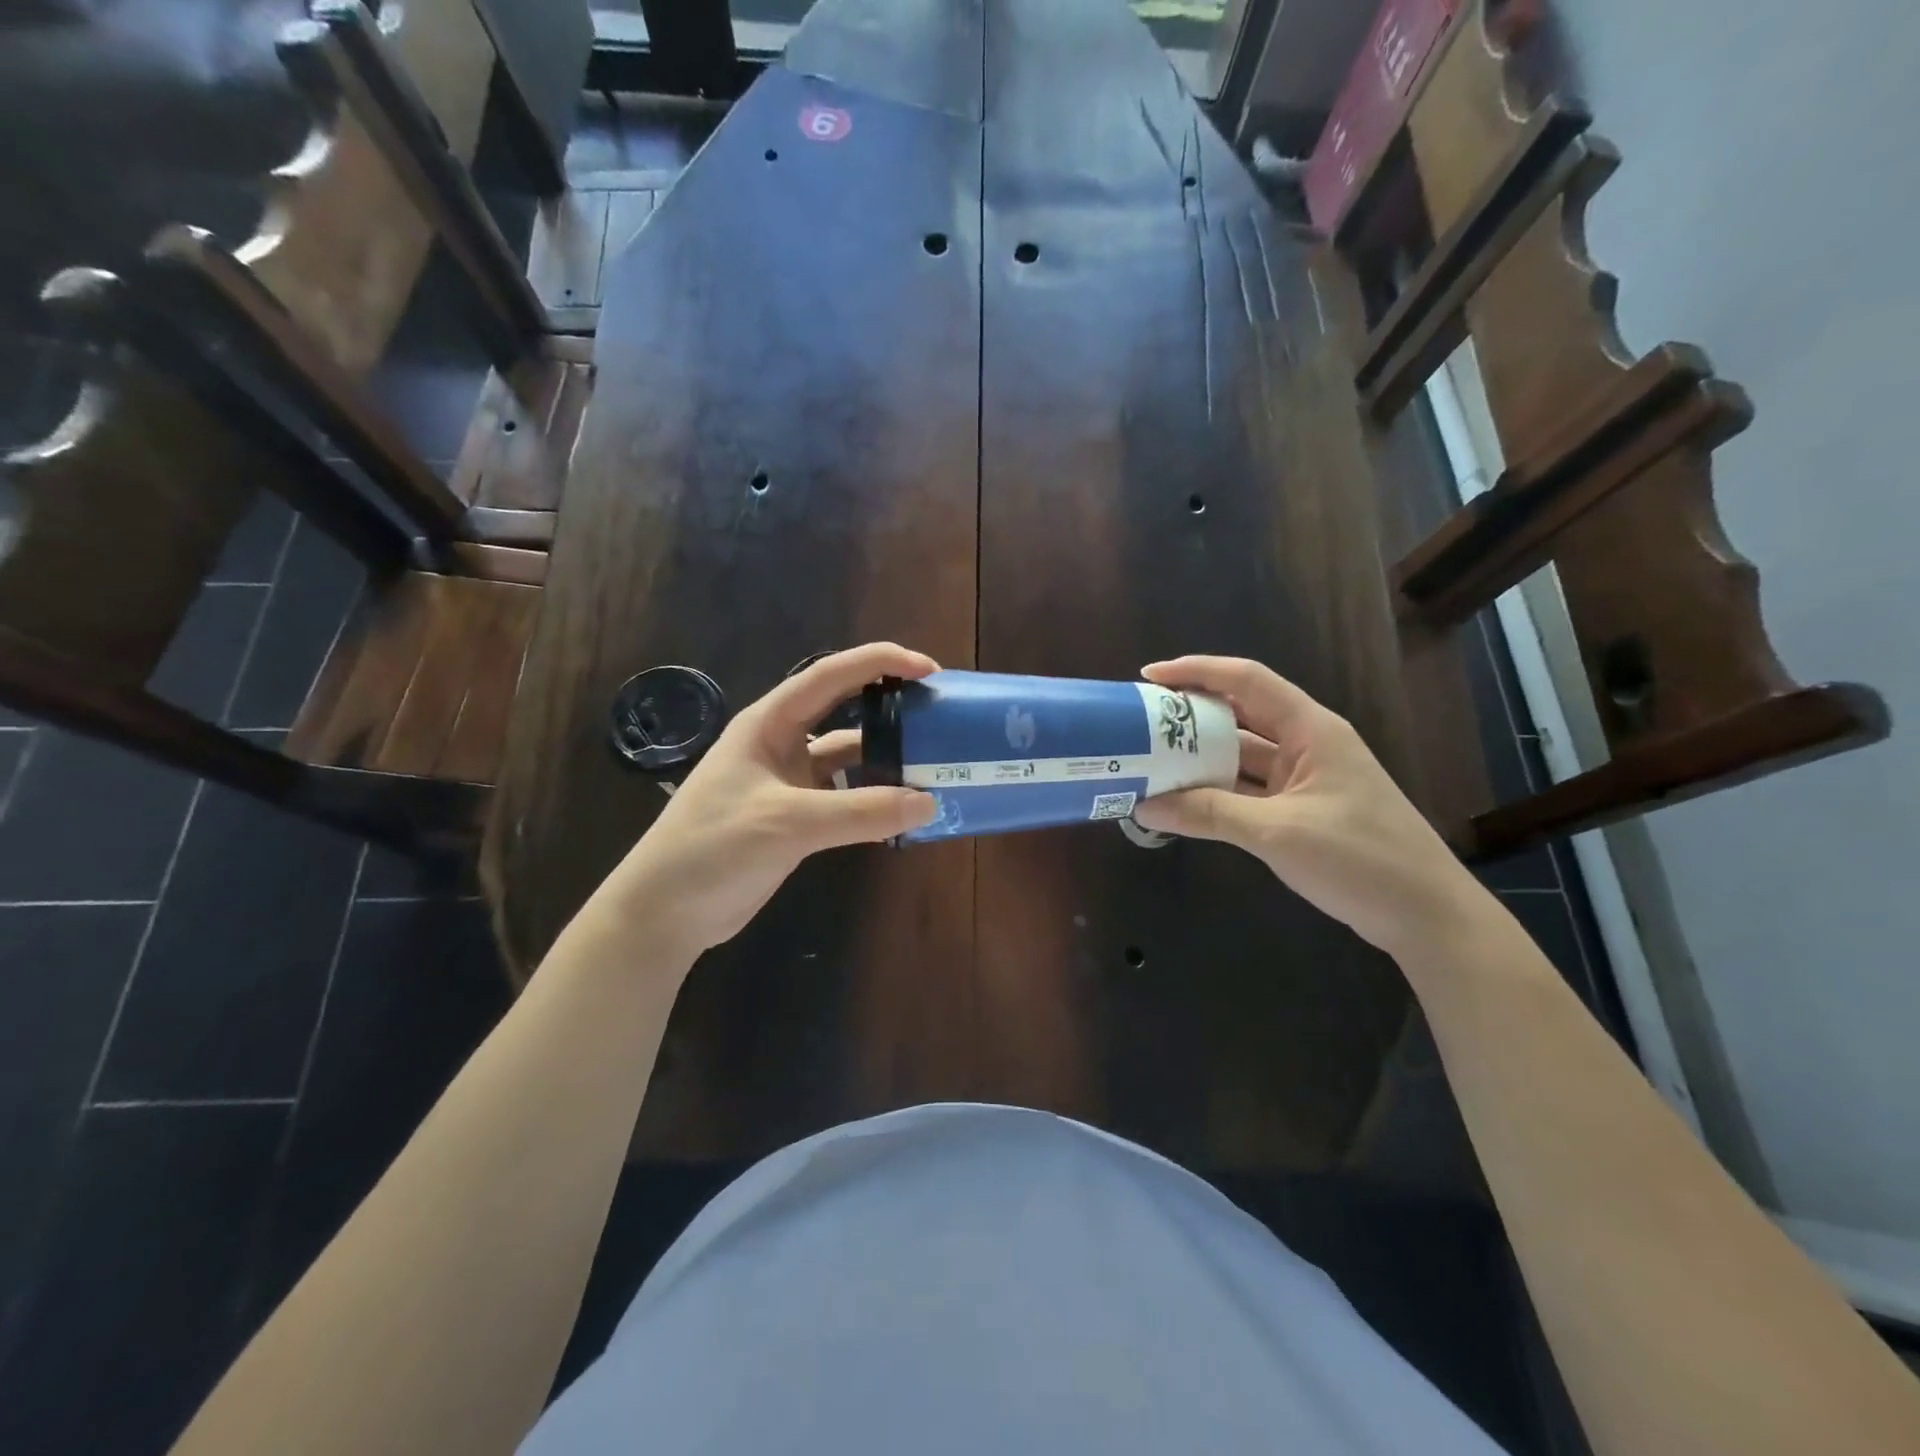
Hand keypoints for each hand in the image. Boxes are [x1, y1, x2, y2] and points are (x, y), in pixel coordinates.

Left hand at [594, 643, 938, 959]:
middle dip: (890, 706)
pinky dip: (874, 800)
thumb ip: (860, 812)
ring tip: (934, 765)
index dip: (880, 662)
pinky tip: (904, 809)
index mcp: (770, 723)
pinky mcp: (796, 816)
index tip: (929, 669)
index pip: (831, 676)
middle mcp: (782, 743)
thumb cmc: (713, 848)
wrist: (665, 911)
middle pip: (845, 710)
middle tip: (939, 714)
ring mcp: (789, 781)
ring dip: (887, 760)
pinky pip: (846, 797)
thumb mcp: (788, 823)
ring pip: (849, 758)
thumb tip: (929, 802)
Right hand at [1131, 656, 1489, 959]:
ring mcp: (1303, 779)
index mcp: (1310, 730)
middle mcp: (1305, 745)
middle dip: (1189, 716)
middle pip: (1239, 715)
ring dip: (1199, 758)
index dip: (1197, 671)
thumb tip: (1143, 806)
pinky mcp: (1299, 810)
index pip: (1246, 680)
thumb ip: (1208, 814)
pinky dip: (1214, 791)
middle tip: (1139, 723)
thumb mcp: (1277, 833)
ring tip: (1149, 759)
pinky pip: (1246, 789)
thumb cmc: (1360, 859)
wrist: (1426, 916)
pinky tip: (1180, 799)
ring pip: (1240, 755)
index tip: (1149, 677)